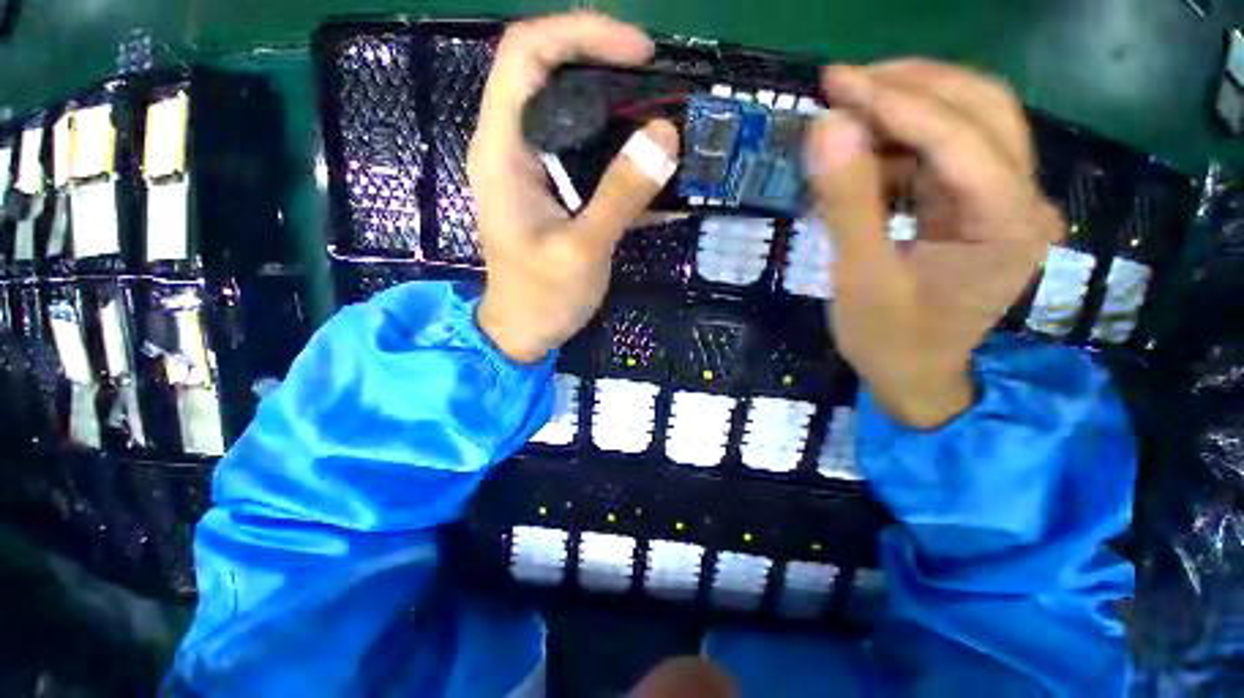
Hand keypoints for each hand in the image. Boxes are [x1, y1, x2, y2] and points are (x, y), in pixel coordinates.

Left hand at [468, 12, 679, 363]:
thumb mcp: (583, 250)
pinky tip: (657, 176)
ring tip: (667, 130)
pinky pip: (587, 155)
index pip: (527, 53)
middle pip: (553, 74)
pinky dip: (622, 157)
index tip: (641, 53)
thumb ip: (620, 194)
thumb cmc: (542, 298)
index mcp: (503, 149)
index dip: (583, 33)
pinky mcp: (554, 191)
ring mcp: (534, 169)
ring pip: (575, 115)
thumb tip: (665, 135)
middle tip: (661, 91)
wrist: (525, 331)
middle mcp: (513, 146)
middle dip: (609, 70)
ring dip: (622, 115)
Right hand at [806, 61, 1063, 427]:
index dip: (894, 103)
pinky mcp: (982, 208)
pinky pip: (949, 154)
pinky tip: (865, 155)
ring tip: (847, 115)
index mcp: (1007, 225)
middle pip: (982, 109)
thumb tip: (826, 127)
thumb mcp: (859, 278)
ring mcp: (1006, 203)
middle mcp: (1024, 201)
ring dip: (908, 108)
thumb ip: (847, 202)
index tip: (834, 83)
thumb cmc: (887, 340)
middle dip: (911, 86)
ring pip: (971, 122)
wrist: (913, 377)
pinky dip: (904, 143)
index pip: (958, 137)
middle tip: (843, 84)